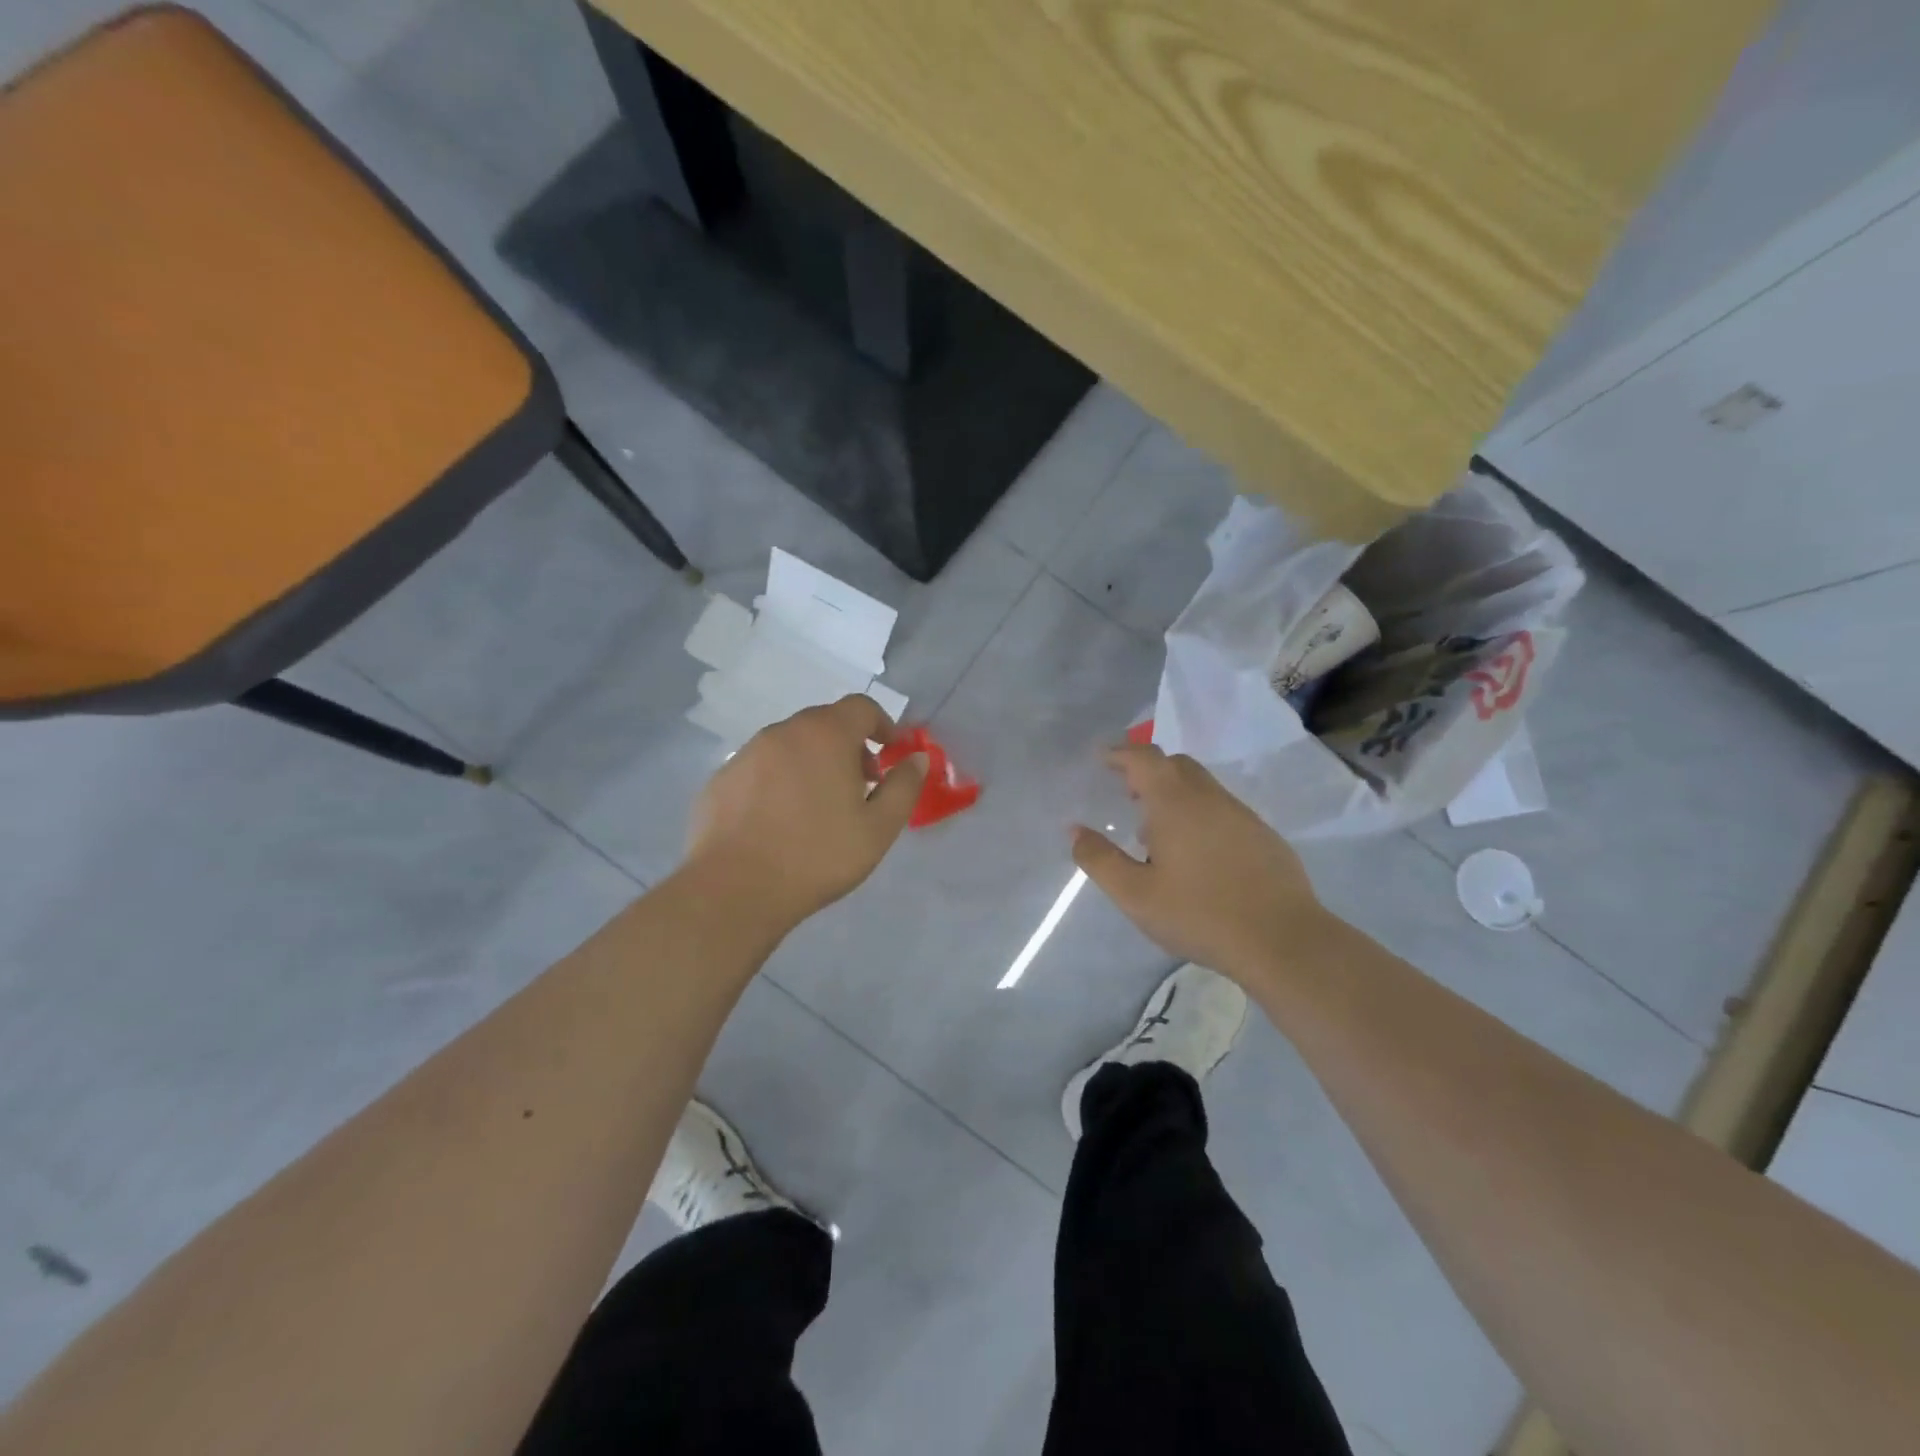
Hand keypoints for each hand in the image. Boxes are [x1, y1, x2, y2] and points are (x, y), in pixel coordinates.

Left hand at [685, 695, 927, 929]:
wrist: (735, 890)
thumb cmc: (818, 855)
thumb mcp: (879, 828)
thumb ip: (904, 786)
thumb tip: (917, 758)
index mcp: (825, 734)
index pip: (861, 707)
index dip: (882, 725)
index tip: (890, 754)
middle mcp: (783, 732)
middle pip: (825, 723)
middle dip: (849, 746)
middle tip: (860, 786)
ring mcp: (747, 753)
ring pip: (791, 744)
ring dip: (813, 762)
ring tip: (819, 807)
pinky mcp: (721, 778)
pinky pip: (762, 768)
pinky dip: (779, 780)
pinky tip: (780, 821)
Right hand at [1072, 744, 1324, 984]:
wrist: (1282, 940)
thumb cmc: (1200, 914)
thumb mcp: (1135, 894)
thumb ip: (1100, 859)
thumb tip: (1075, 830)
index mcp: (1175, 803)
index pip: (1144, 758)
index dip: (1120, 753)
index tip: (1102, 759)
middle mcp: (1209, 797)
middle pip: (1175, 764)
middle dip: (1147, 770)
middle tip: (1126, 793)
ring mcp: (1241, 814)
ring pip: (1201, 786)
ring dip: (1174, 794)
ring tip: (1156, 833)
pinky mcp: (1263, 835)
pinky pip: (1222, 809)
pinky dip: (1199, 813)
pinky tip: (1196, 855)